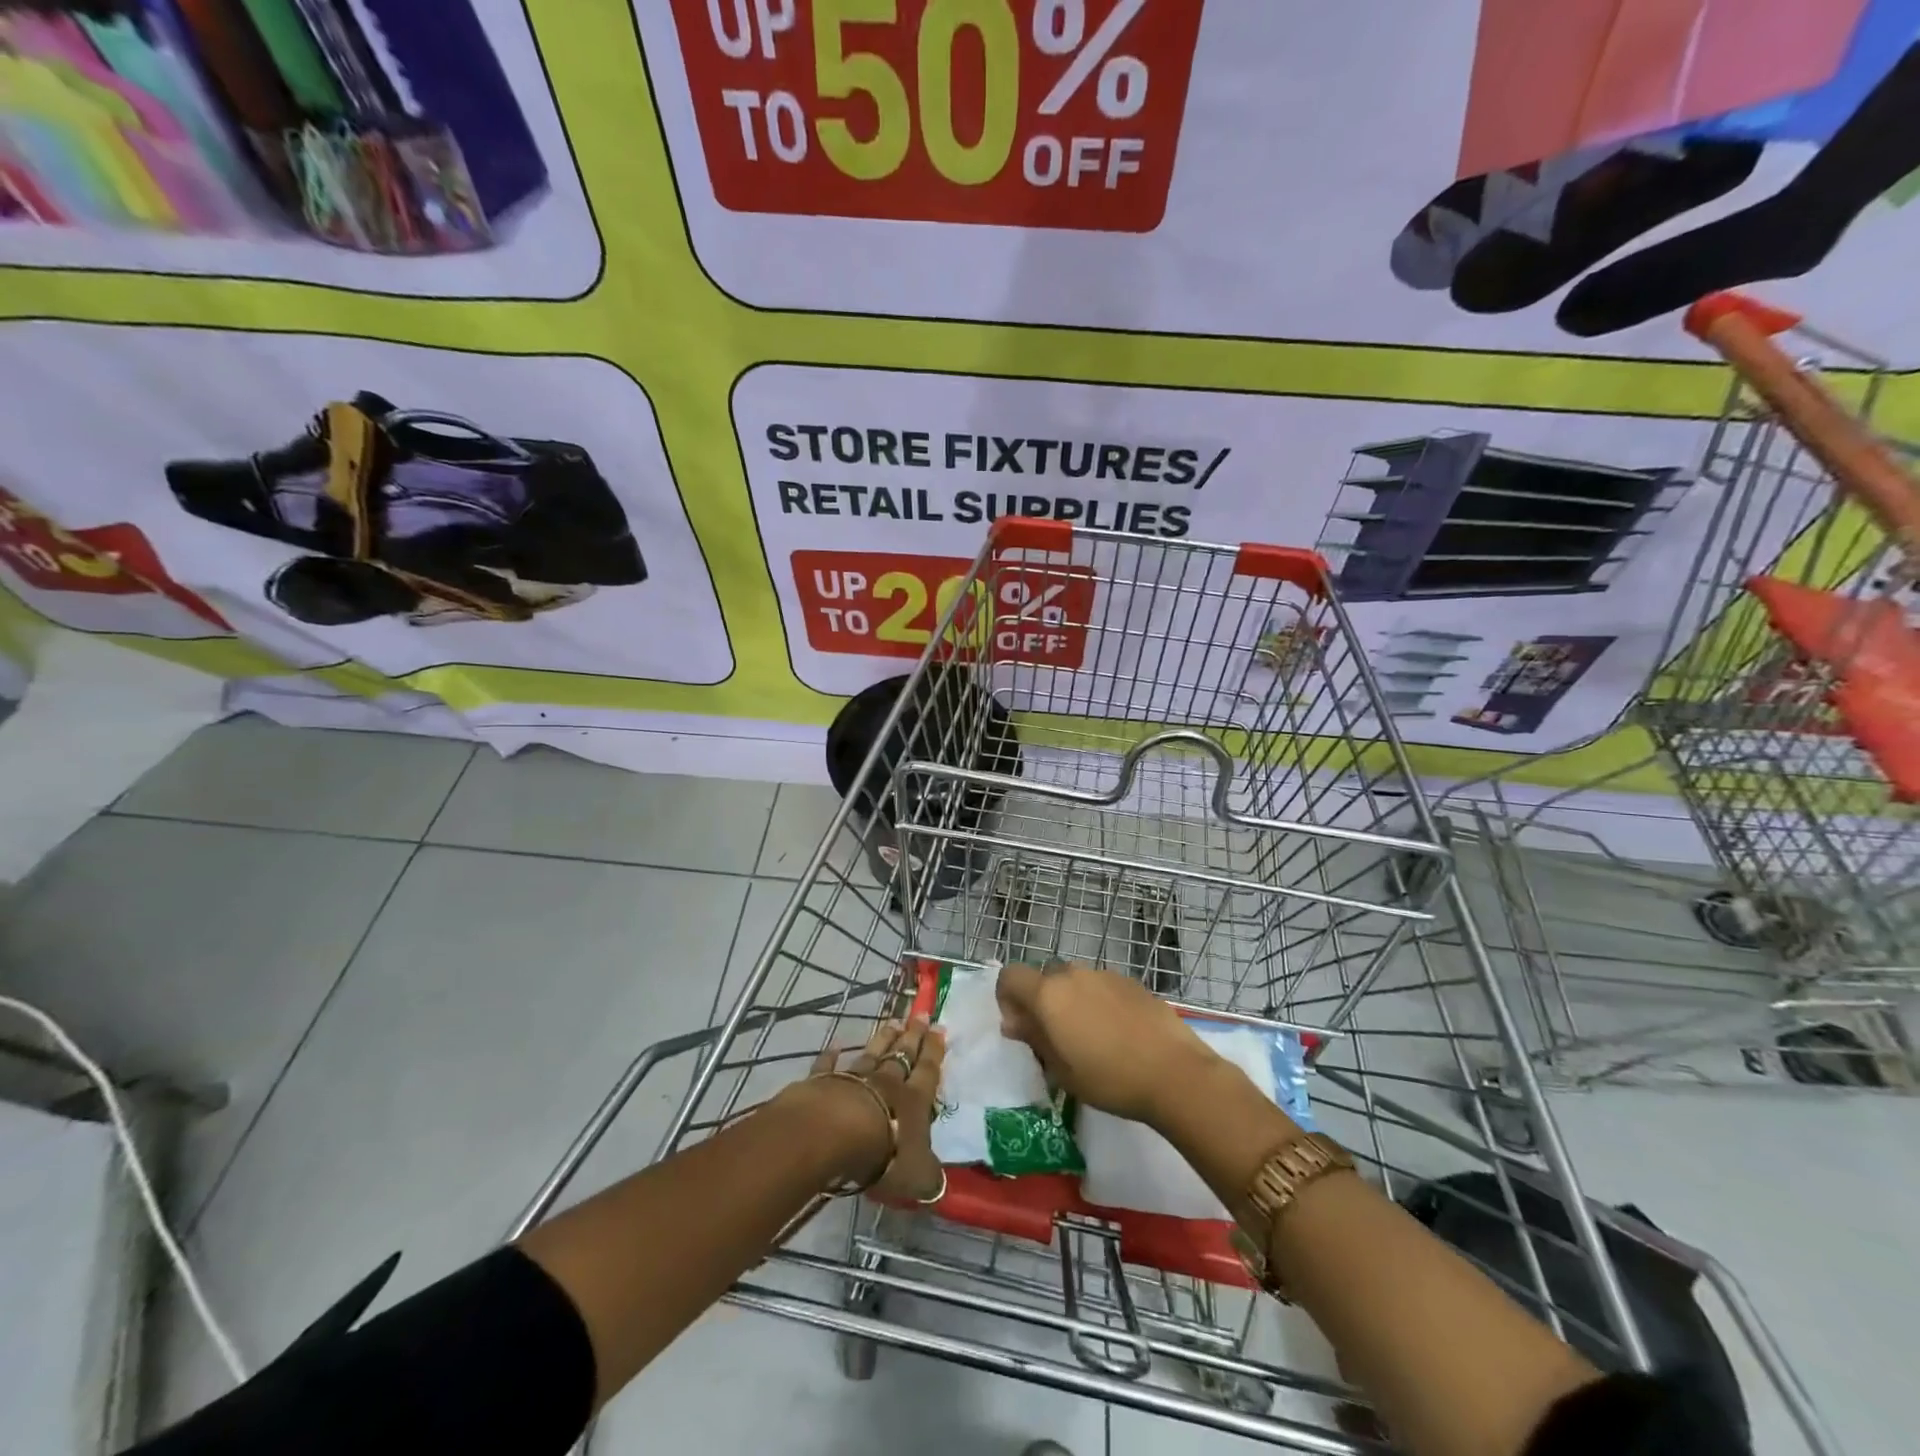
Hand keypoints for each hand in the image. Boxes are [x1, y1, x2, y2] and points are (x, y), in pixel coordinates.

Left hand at [784, 1016, 946, 1200]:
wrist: (834, 1135)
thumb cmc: (884, 1154)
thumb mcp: (917, 1176)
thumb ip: (929, 1177)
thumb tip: (939, 1185)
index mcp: (914, 1100)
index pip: (928, 1070)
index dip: (935, 1051)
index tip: (939, 1028)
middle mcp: (887, 1082)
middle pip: (903, 1054)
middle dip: (913, 1035)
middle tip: (920, 1014)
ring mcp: (855, 1078)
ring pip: (873, 1053)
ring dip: (883, 1038)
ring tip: (892, 1022)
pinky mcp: (825, 1082)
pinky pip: (830, 1064)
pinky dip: (833, 1054)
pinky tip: (836, 1043)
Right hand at [996, 960, 1220, 1126]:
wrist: (1173, 1072)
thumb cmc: (1108, 1078)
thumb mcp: (1061, 1070)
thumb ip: (1034, 1038)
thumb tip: (1014, 1022)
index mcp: (1048, 994)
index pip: (1010, 976)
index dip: (1007, 998)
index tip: (1021, 1027)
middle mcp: (1072, 974)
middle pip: (1043, 978)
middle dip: (1042, 1002)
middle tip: (1055, 1037)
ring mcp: (1103, 974)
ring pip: (1074, 981)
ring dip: (1071, 1001)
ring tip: (1090, 1037)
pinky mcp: (1130, 981)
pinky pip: (1101, 986)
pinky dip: (1098, 1002)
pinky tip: (1118, 1033)